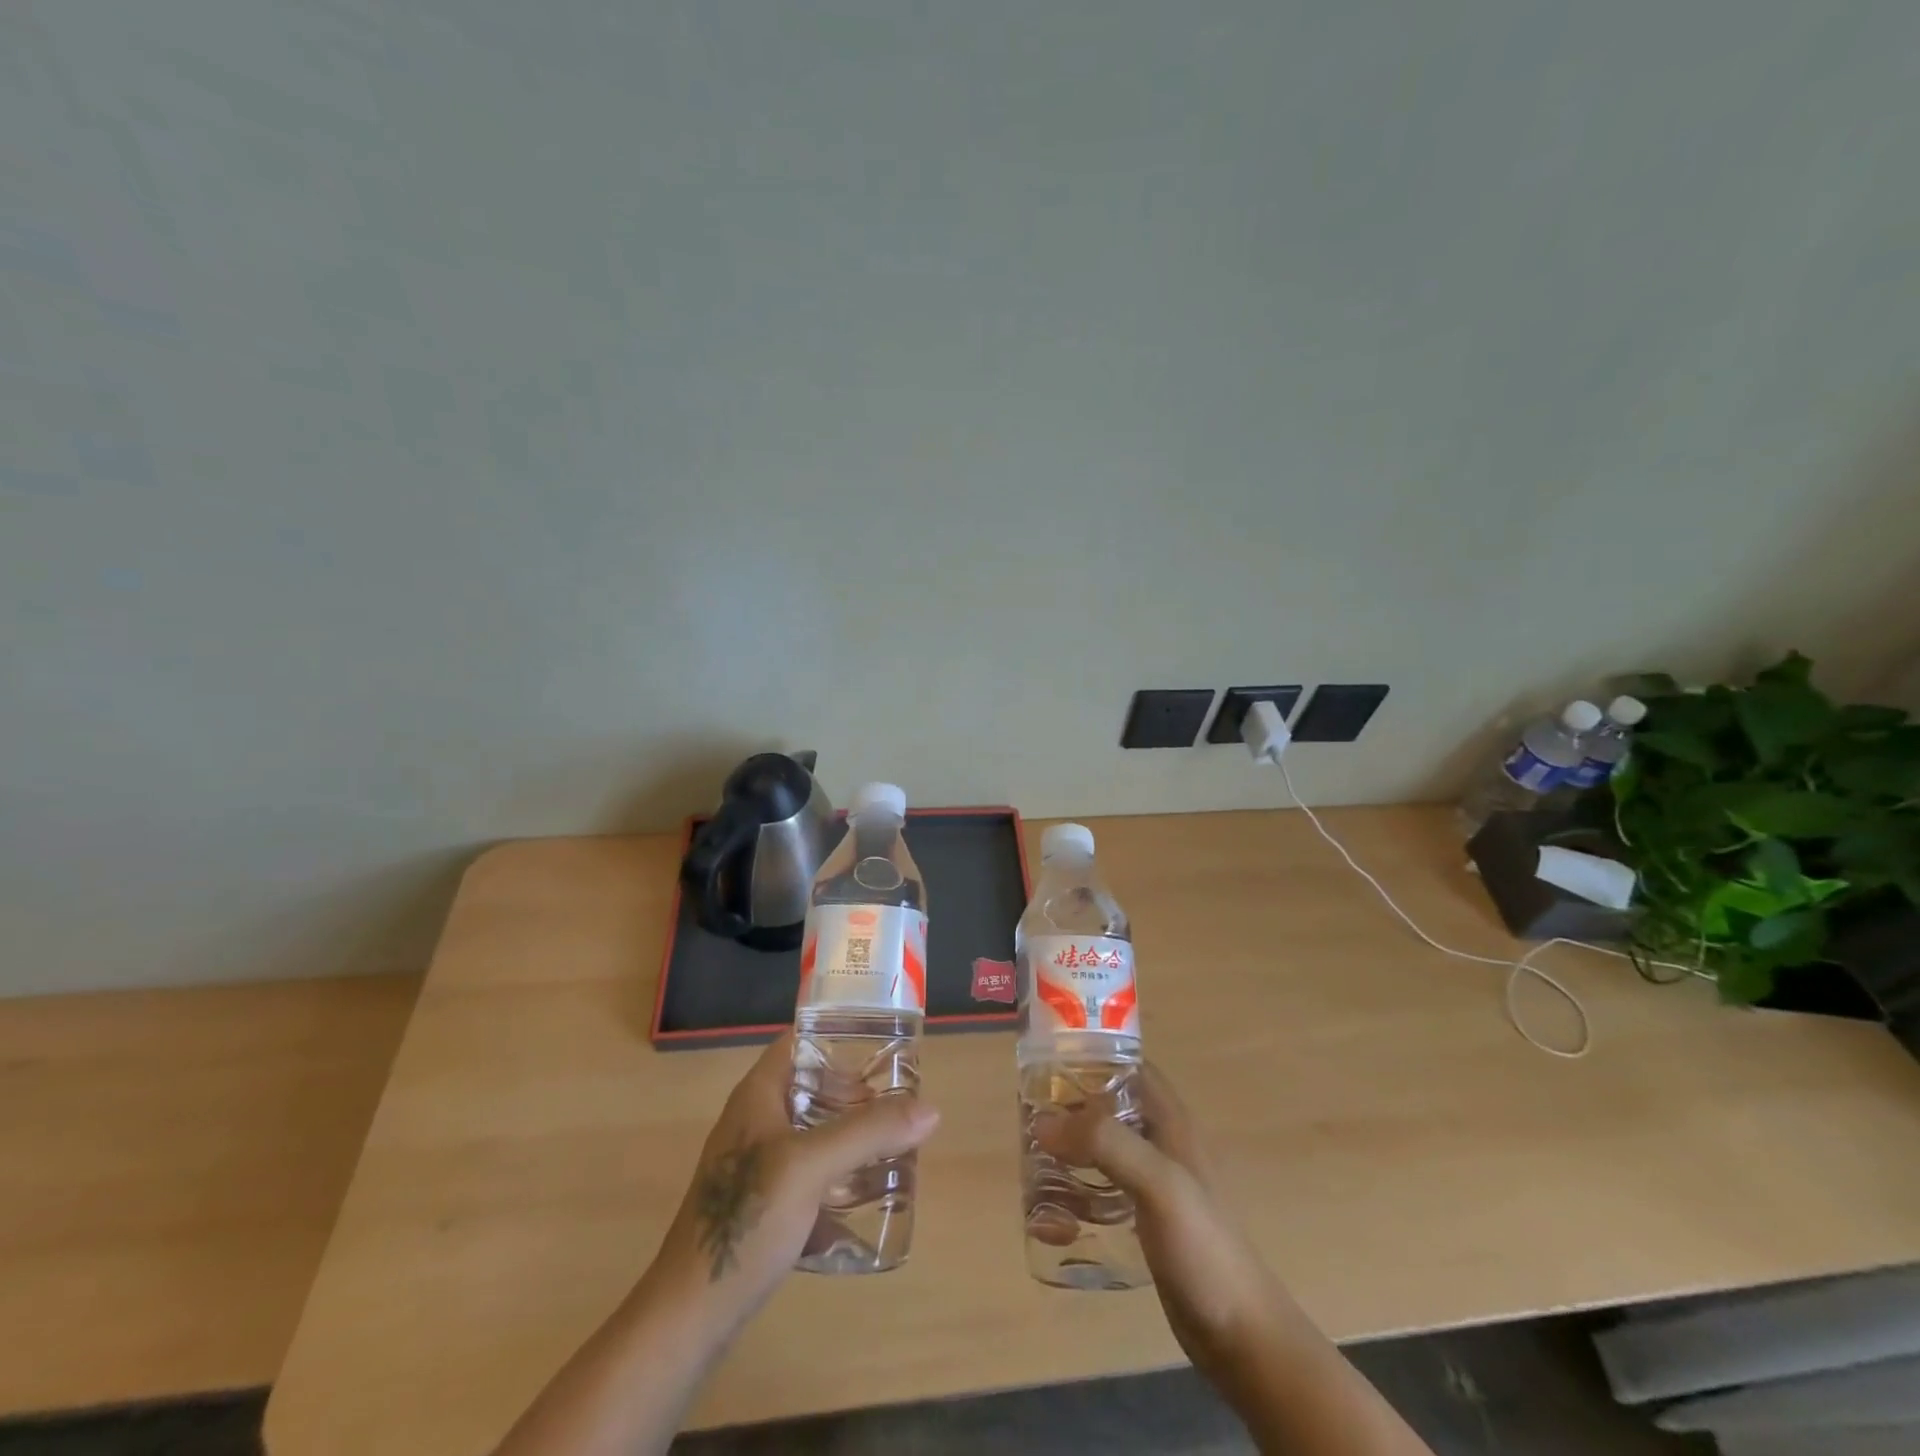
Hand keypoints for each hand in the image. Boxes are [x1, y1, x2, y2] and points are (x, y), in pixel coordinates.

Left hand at [648, 1030, 939, 1327]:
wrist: (690, 1314)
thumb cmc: (746, 1220)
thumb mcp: (811, 1166)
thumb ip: (868, 1133)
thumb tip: (931, 1110)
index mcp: (758, 1095)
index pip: (801, 1042)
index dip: (839, 1036)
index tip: (885, 1047)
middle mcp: (755, 1120)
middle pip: (812, 1086)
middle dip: (855, 1093)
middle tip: (898, 1103)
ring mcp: (756, 1164)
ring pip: (812, 1131)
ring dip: (849, 1135)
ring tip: (892, 1144)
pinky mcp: (762, 1203)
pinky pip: (808, 1171)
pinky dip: (836, 1172)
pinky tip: (864, 1192)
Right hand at [1033, 1065, 1288, 1384]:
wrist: (1241, 1336)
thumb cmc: (1204, 1247)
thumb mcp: (1158, 1183)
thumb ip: (1106, 1144)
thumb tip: (1044, 1122)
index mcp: (1170, 1121)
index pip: (1128, 1066)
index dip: (1091, 1058)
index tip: (1046, 1066)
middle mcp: (1161, 1143)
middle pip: (1107, 1108)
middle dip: (1068, 1111)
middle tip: (1029, 1124)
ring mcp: (1153, 1183)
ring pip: (1101, 1151)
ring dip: (1068, 1158)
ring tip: (1033, 1175)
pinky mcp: (1145, 1221)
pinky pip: (1101, 1194)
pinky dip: (1076, 1199)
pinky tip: (1053, 1223)